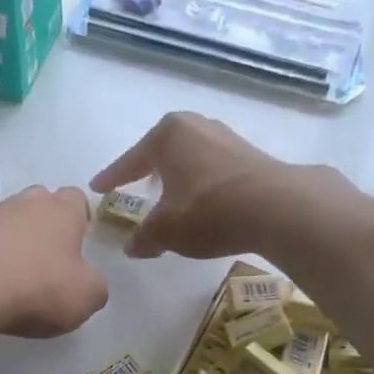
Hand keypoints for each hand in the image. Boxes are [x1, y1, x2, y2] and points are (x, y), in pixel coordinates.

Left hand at [0, 185, 108, 337]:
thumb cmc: (40, 286)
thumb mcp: (87, 296)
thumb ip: (96, 287)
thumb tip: (89, 283)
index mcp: (63, 210)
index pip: (77, 198)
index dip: (80, 218)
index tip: (80, 241)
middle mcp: (27, 203)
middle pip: (41, 203)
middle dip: (46, 224)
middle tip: (50, 257)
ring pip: (10, 221)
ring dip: (16, 240)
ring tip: (18, 273)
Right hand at [90, 112, 345, 259]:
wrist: (276, 207)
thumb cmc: (208, 210)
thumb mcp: (166, 230)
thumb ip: (144, 237)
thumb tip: (132, 247)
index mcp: (168, 134)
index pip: (130, 161)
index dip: (112, 178)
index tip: (97, 186)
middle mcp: (196, 126)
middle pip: (162, 152)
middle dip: (148, 170)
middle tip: (135, 186)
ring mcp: (226, 137)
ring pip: (189, 158)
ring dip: (177, 177)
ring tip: (169, 197)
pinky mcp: (250, 155)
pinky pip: (211, 168)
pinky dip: (200, 184)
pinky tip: (200, 202)